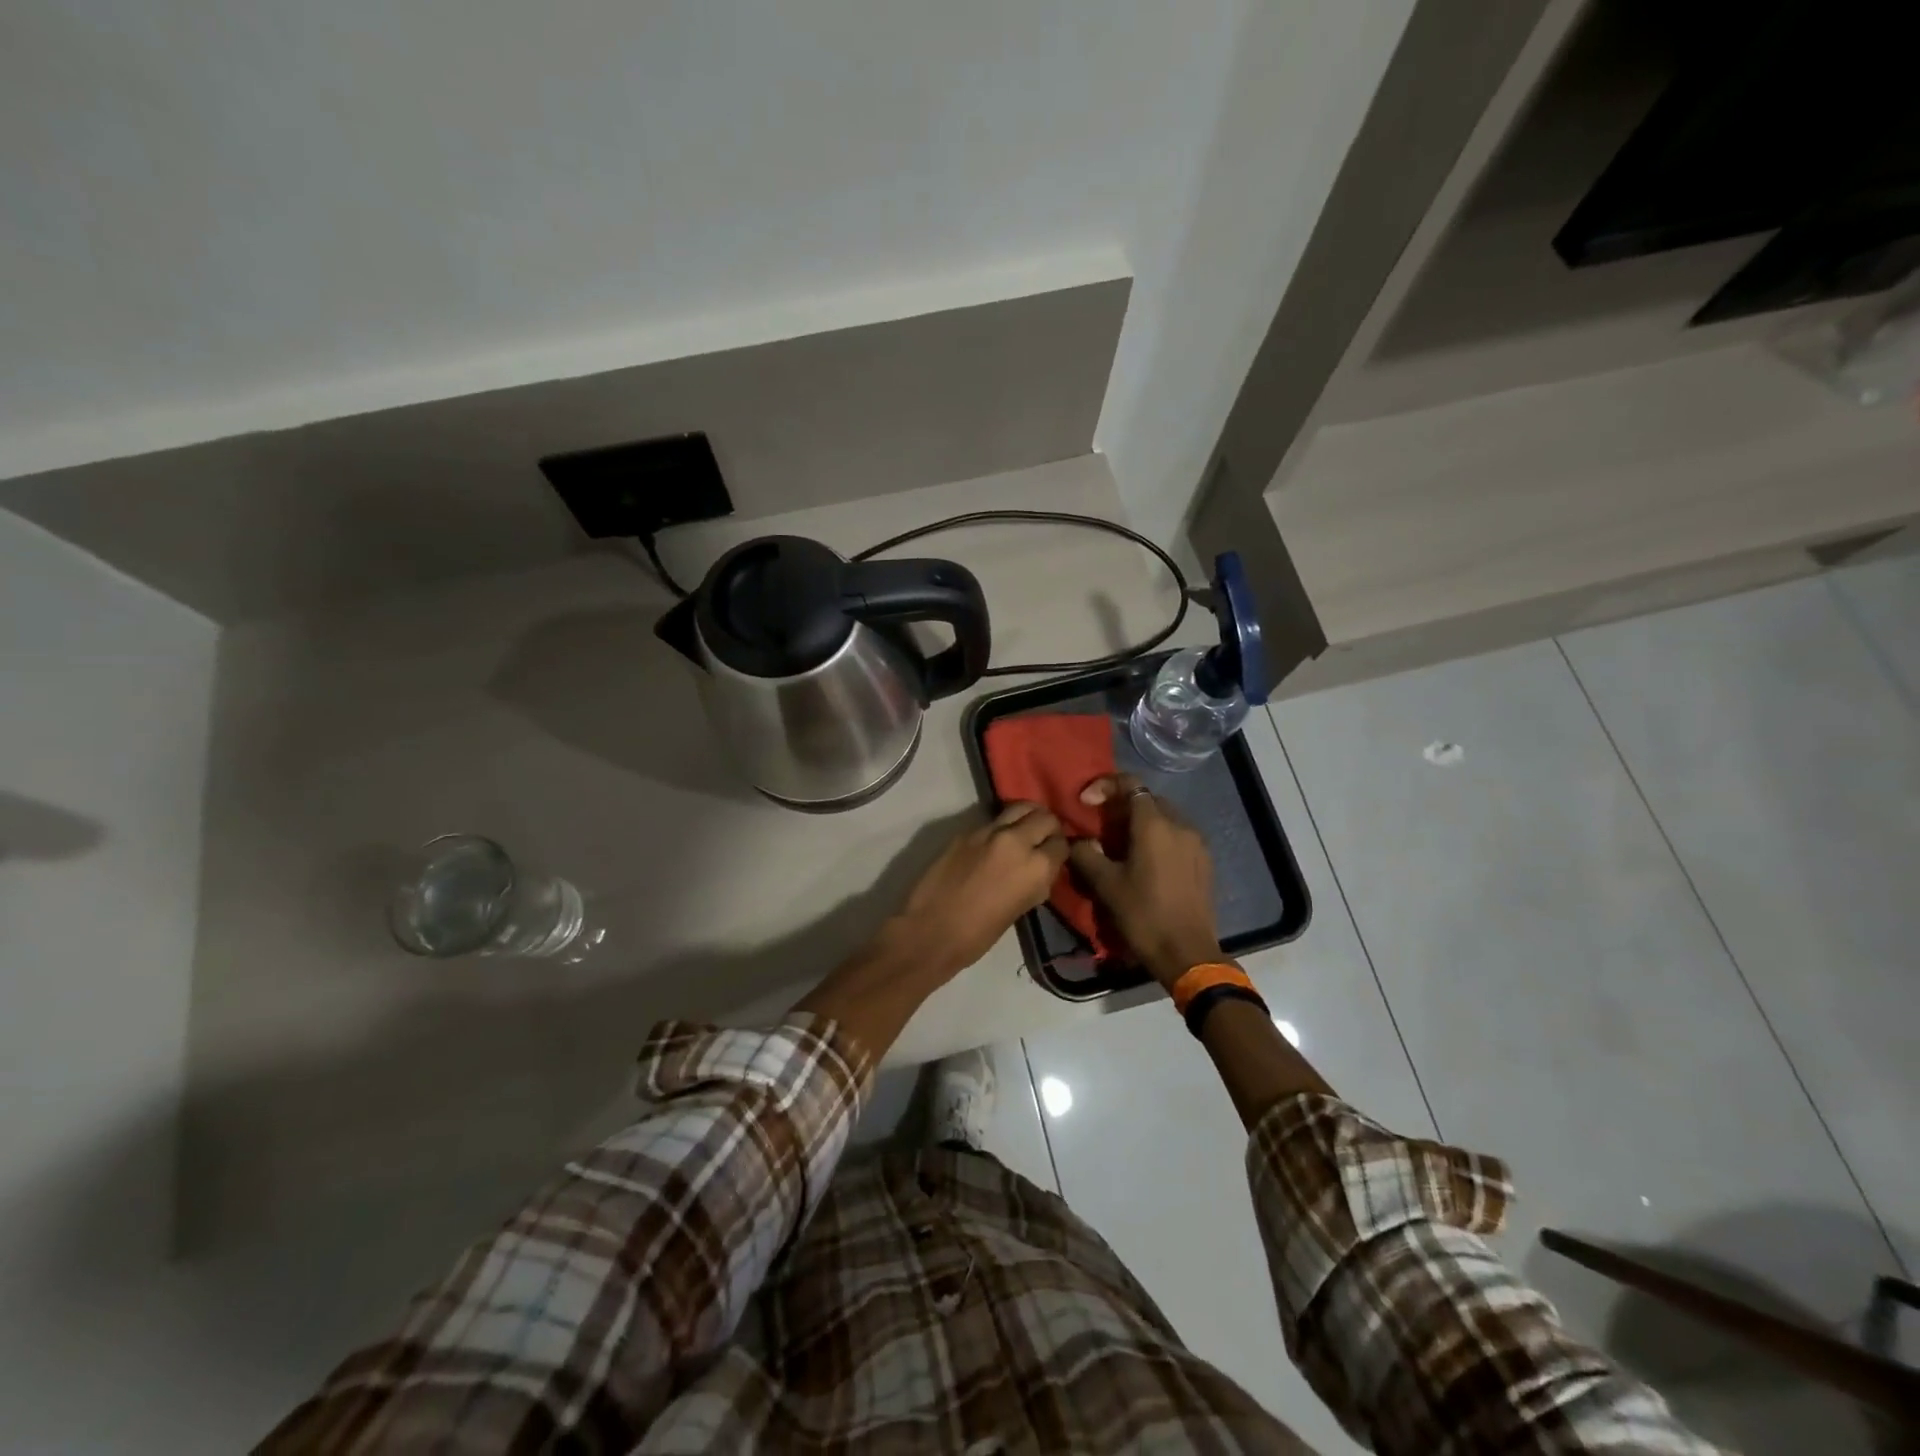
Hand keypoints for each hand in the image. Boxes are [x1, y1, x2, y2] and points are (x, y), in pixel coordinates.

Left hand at [888, 803, 1067, 979]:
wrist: (931, 930)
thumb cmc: (980, 933)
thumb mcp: (1022, 908)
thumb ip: (1037, 882)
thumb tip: (1042, 868)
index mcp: (1037, 867)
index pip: (1061, 843)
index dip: (1060, 850)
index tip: (1055, 855)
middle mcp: (1017, 841)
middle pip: (1044, 817)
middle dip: (1048, 827)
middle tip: (1043, 838)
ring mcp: (989, 831)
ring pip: (1019, 808)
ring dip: (1027, 816)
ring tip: (1024, 828)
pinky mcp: (966, 831)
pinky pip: (993, 820)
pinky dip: (1001, 826)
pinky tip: (996, 841)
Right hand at [1070, 775, 1221, 985]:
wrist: (1187, 953)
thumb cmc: (1143, 915)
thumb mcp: (1105, 884)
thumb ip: (1085, 854)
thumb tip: (1077, 841)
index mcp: (1155, 825)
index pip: (1130, 784)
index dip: (1104, 786)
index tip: (1085, 803)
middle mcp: (1180, 825)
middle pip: (1147, 799)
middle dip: (1121, 805)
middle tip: (1100, 826)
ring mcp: (1196, 843)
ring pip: (1164, 818)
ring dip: (1140, 823)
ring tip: (1120, 846)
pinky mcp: (1204, 861)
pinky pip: (1177, 837)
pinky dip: (1158, 839)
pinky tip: (1145, 863)